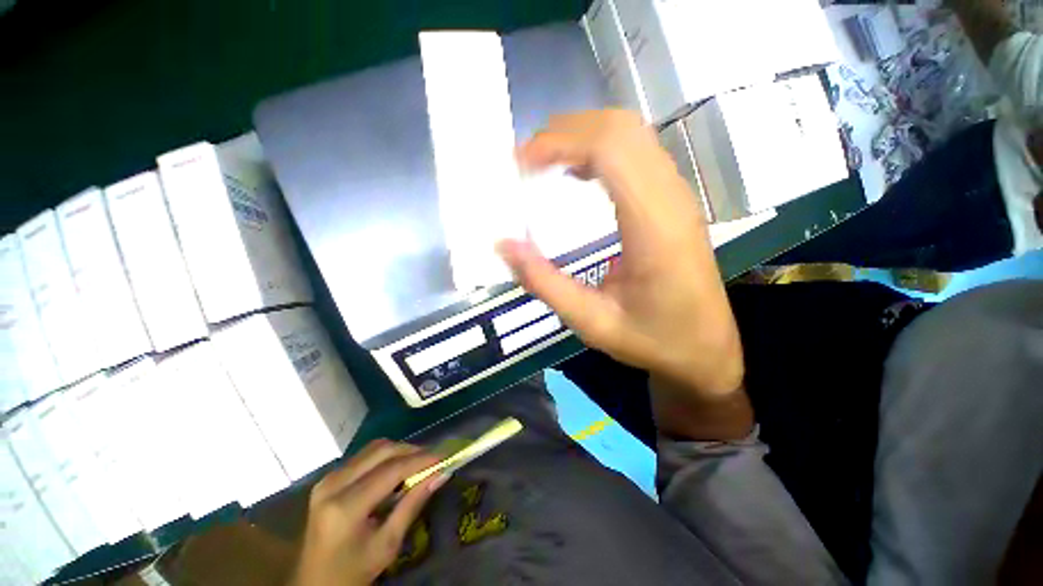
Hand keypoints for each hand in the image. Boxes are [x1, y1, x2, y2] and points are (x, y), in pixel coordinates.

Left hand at [289, 440, 447, 585]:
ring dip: (399, 451)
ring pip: (373, 448)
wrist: (314, 584)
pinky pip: (364, 456)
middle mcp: (333, 484)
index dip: (421, 460)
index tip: (444, 456)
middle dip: (412, 450)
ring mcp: (328, 479)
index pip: (391, 470)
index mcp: (345, 507)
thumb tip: (440, 474)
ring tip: (418, 463)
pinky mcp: (328, 478)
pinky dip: (385, 456)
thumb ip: (413, 505)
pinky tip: (397, 469)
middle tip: (433, 458)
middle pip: (382, 450)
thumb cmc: (353, 571)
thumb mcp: (387, 545)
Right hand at [498, 110, 743, 398]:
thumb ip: (545, 283)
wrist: (706, 349)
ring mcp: (677, 195)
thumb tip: (504, 244)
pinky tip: (575, 172)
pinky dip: (599, 149)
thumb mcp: (591, 323)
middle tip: (526, 162)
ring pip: (630, 134)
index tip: (520, 163)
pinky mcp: (673, 200)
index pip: (610, 150)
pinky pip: (636, 152)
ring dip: (581, 137)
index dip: (559, 143)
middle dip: (565, 132)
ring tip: (543, 163)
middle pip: (620, 129)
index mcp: (654, 228)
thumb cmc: (653, 339)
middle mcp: (671, 199)